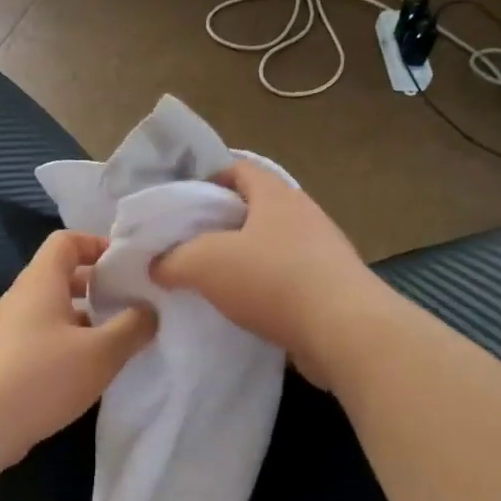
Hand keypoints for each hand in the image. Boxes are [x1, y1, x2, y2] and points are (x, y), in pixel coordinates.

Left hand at [0, 230, 156, 462]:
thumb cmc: (43, 376)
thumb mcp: (102, 352)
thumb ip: (132, 327)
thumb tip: (148, 311)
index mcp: (40, 281)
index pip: (66, 241)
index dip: (97, 244)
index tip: (127, 266)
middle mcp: (22, 298)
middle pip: (62, 276)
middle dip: (98, 287)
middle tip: (131, 304)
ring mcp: (10, 330)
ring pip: (55, 311)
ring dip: (86, 320)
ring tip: (119, 340)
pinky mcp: (7, 359)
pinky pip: (44, 337)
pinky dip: (70, 344)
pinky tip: (90, 370)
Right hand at [151, 161, 381, 386]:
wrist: (344, 331)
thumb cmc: (271, 280)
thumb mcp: (203, 264)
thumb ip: (172, 260)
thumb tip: (156, 265)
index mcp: (276, 195)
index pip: (238, 169)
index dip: (207, 180)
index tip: (181, 204)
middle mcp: (303, 214)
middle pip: (254, 209)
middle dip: (221, 224)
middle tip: (187, 245)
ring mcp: (322, 251)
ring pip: (271, 245)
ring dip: (242, 259)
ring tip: (210, 280)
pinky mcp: (330, 286)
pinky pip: (287, 278)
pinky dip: (263, 287)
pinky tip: (242, 309)